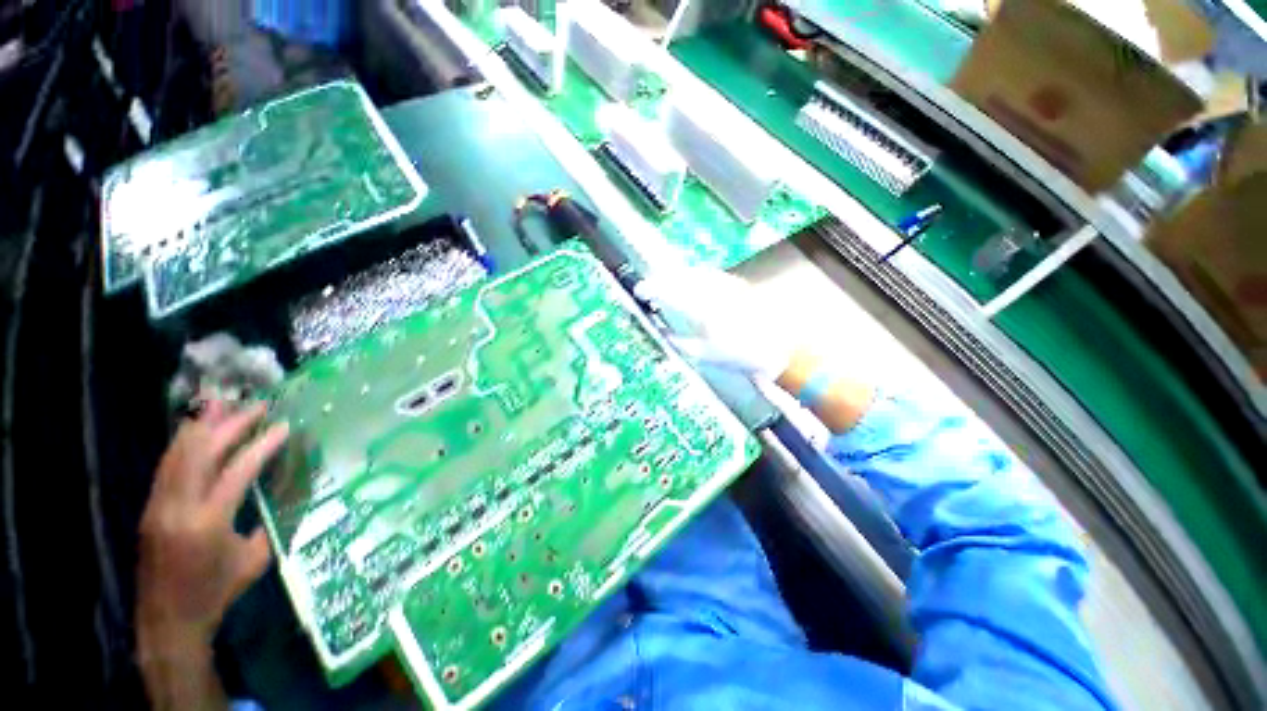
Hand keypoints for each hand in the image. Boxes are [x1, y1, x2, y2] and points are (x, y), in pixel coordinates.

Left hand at [137, 401, 288, 646]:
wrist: (168, 622)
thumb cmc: (217, 593)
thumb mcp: (254, 560)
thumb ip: (265, 523)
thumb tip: (280, 495)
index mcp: (209, 522)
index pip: (237, 471)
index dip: (262, 445)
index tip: (283, 425)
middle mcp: (178, 508)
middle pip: (201, 453)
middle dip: (230, 425)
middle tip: (257, 406)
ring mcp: (158, 507)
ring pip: (177, 455)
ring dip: (201, 427)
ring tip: (222, 404)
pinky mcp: (150, 509)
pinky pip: (167, 467)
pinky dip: (183, 444)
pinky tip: (195, 431)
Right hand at [635, 267, 796, 379]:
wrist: (781, 348)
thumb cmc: (741, 356)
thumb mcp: (705, 356)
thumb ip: (680, 343)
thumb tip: (664, 333)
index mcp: (702, 310)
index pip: (669, 292)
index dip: (651, 289)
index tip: (640, 291)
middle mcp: (713, 291)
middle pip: (681, 277)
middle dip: (662, 280)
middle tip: (650, 287)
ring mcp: (727, 285)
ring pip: (695, 273)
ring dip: (678, 276)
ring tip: (668, 284)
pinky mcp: (738, 285)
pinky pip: (710, 275)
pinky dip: (696, 277)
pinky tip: (694, 283)